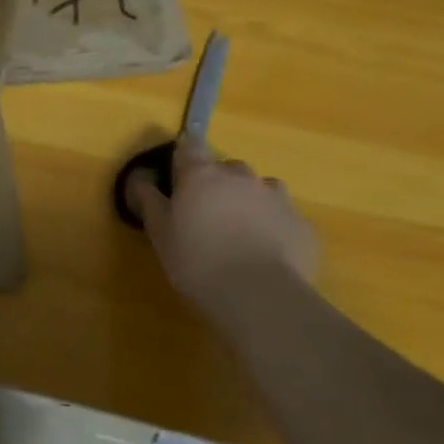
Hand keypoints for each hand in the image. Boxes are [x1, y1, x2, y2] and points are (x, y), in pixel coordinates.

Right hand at [127, 141, 318, 315]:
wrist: (260, 297)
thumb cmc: (197, 261)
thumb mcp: (160, 233)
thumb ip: (149, 201)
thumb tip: (141, 178)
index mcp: (201, 175)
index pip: (190, 145)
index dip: (184, 156)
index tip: (178, 174)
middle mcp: (240, 177)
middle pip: (227, 168)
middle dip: (217, 184)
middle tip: (207, 215)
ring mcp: (276, 198)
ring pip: (260, 189)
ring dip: (249, 202)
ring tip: (240, 233)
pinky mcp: (302, 225)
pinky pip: (283, 217)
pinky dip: (274, 227)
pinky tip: (267, 253)